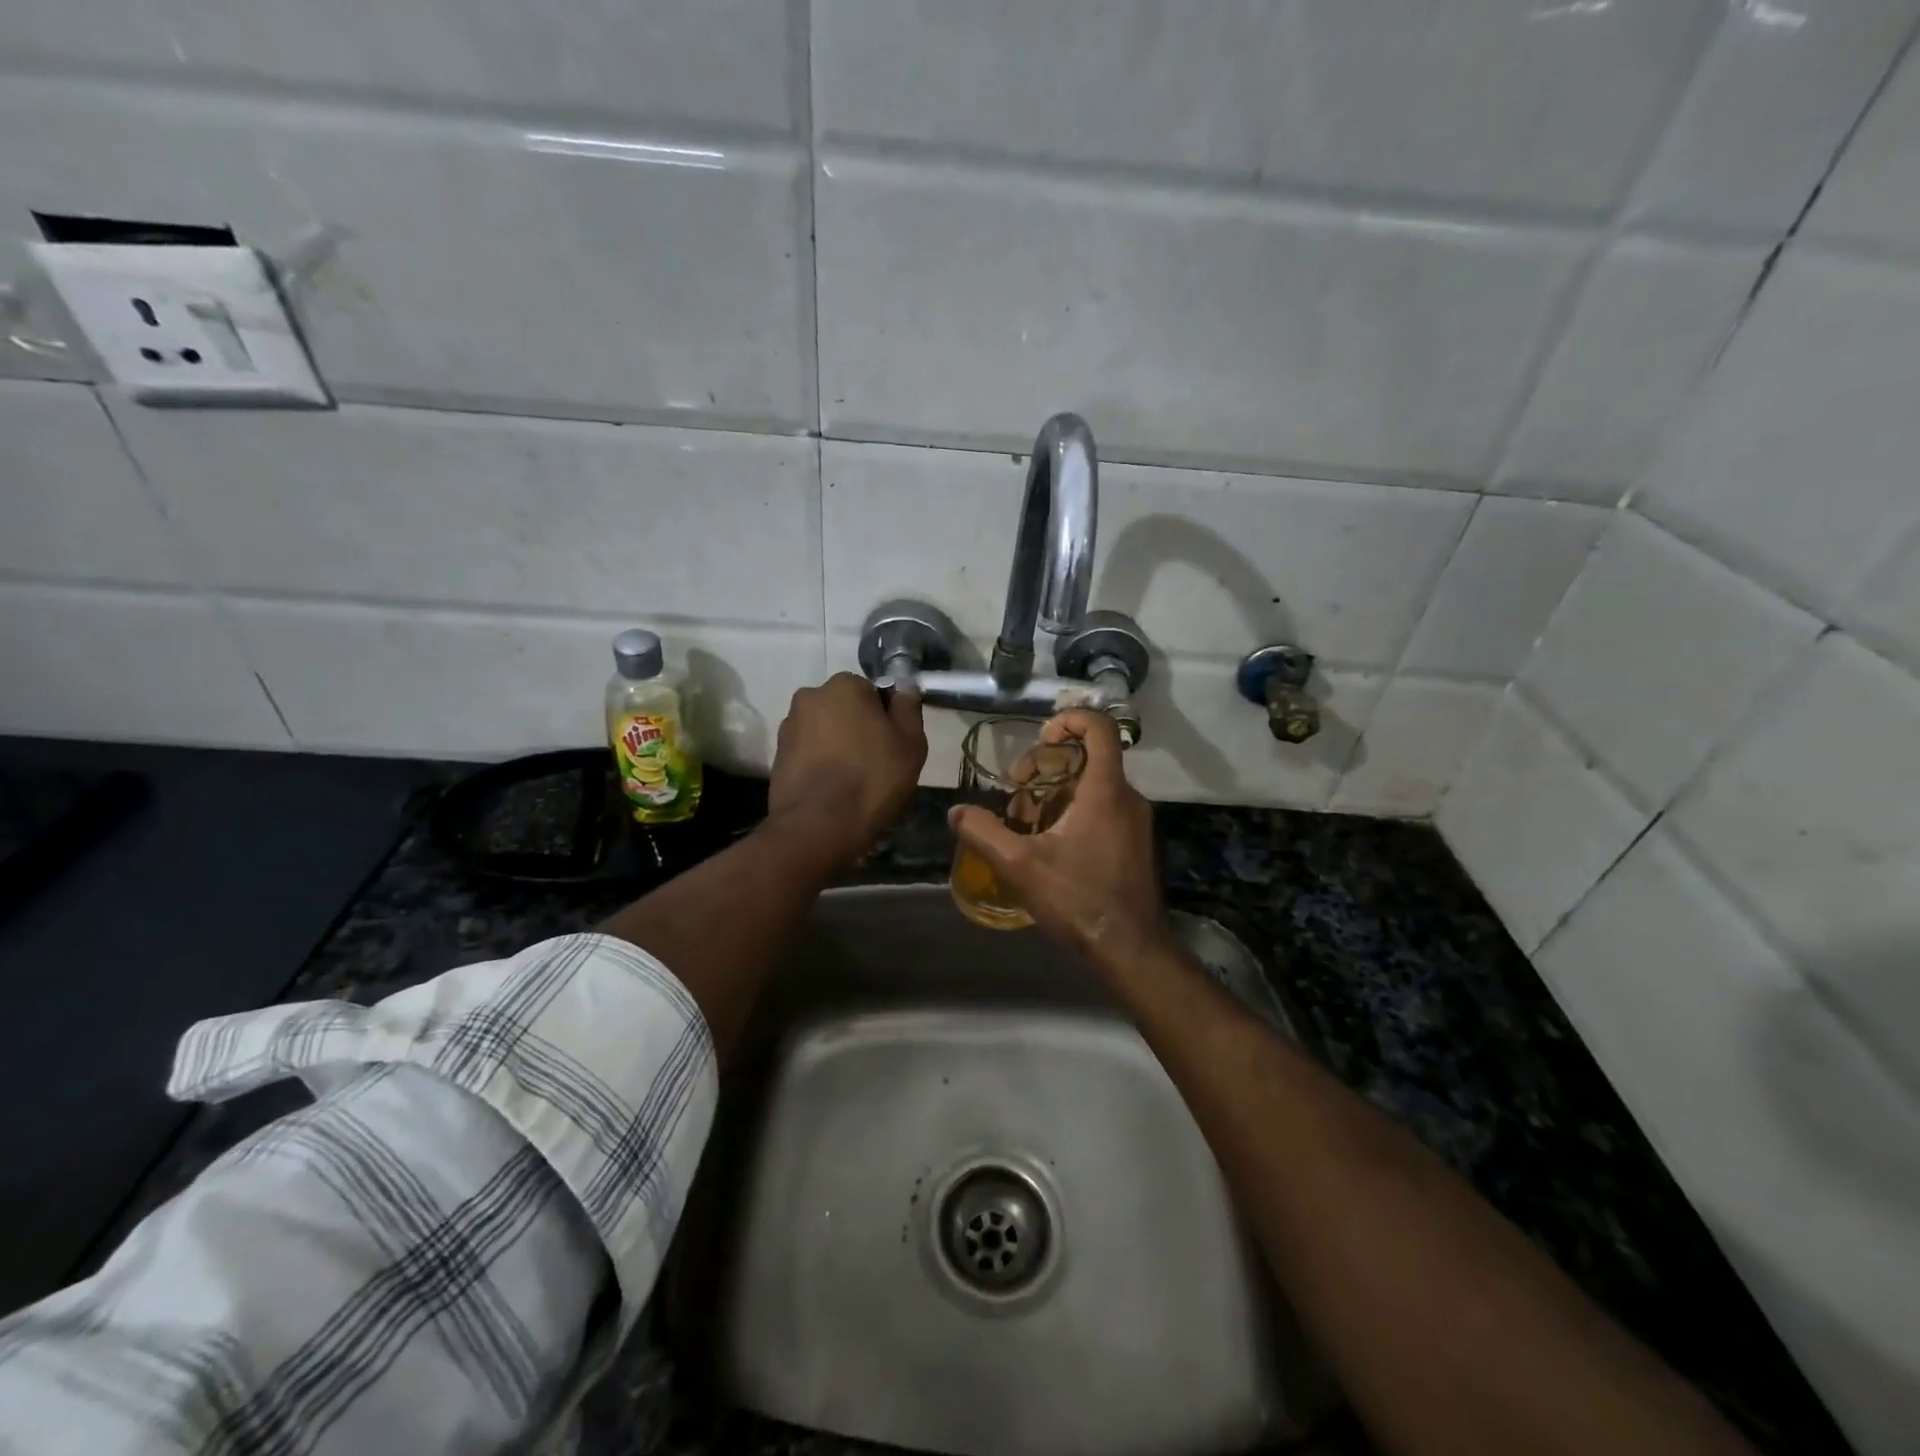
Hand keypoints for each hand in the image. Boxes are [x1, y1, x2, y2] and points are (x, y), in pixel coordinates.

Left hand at [768, 673, 926, 865]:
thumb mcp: (910, 744)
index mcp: (844, 686)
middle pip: (845, 708)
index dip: (886, 718)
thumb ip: (908, 709)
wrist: (819, 826)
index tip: (893, 744)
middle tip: (875, 762)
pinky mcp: (777, 755)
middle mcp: (810, 697)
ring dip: (837, 745)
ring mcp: (789, 726)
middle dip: (858, 728)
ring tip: (851, 780)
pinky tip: (831, 789)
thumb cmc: (873, 779)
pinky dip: (819, 763)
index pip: (873, 692)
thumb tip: (903, 688)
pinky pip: (808, 752)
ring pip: (825, 730)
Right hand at [950, 710, 1170, 965]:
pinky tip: (1050, 847)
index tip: (1041, 739)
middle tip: (1016, 794)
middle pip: (1088, 759)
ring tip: (1026, 825)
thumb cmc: (1077, 900)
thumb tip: (956, 812)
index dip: (1069, 720)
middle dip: (1046, 768)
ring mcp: (1137, 823)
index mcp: (1106, 790)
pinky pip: (1104, 812)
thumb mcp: (1019, 866)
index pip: (1099, 728)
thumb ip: (984, 832)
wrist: (1130, 950)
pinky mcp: (1137, 845)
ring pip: (1094, 789)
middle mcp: (1128, 798)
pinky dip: (1074, 814)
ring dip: (1056, 795)